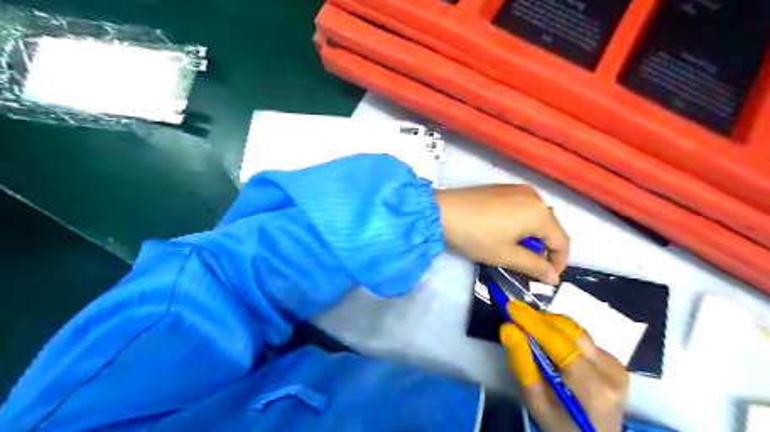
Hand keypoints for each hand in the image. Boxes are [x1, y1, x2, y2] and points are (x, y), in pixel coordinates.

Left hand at [436, 184, 566, 282]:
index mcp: (539, 212)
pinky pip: (523, 207)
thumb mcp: (505, 255)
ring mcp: (518, 188)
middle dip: (545, 249)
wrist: (441, 211)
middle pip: (551, 226)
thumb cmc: (476, 236)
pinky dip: (522, 222)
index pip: (561, 241)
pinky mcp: (503, 187)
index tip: (547, 279)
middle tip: (530, 266)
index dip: (559, 263)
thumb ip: (533, 266)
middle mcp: (534, 195)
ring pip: (537, 216)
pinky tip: (506, 232)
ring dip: (533, 235)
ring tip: (516, 250)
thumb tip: (553, 277)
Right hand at [499, 300, 631, 431]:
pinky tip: (548, 341)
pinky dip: (560, 333)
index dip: (534, 323)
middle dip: (539, 320)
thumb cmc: (560, 425)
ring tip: (528, 328)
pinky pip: (581, 336)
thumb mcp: (535, 402)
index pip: (561, 346)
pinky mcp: (615, 360)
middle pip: (570, 332)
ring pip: (576, 330)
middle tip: (515, 316)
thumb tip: (508, 328)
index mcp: (593, 390)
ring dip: (549, 324)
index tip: (510, 306)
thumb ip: (522, 364)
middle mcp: (611, 372)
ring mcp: (616, 365)